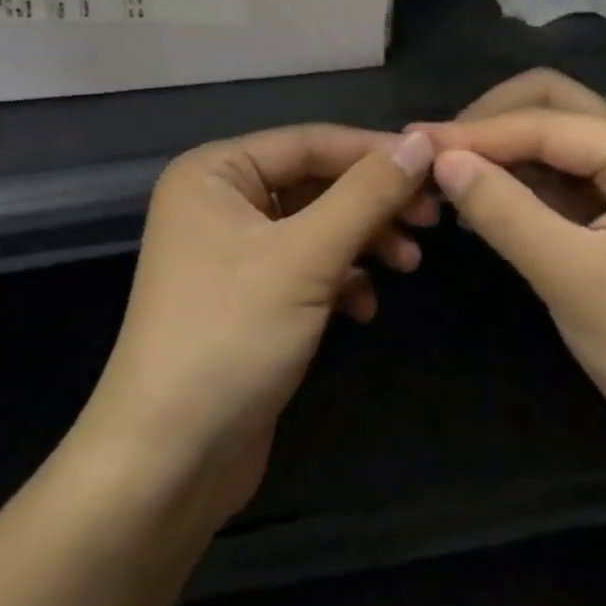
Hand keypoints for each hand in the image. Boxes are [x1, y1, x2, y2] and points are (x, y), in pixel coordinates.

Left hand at [79, 125, 434, 526]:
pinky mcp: (250, 297)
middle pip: (316, 182)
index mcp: (215, 172)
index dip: (375, 151)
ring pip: (317, 226)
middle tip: (432, 220)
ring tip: (409, 263)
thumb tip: (420, 143)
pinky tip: (364, 306)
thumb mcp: (306, 257)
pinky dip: (341, 279)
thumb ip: (367, 194)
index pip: (310, 142)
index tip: (438, 166)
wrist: (167, 463)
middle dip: (373, 202)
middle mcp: (220, 201)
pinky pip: (307, 266)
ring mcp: (233, 252)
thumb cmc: (230, 337)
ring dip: (365, 241)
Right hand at [415, 108, 605, 479]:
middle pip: (551, 108)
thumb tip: (439, 158)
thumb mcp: (573, 278)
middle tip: (431, 156)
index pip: (545, 122)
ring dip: (498, 153)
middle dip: (488, 126)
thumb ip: (504, 210)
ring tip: (442, 177)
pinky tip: (478, 201)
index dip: (475, 133)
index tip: (412, 145)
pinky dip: (516, 182)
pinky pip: (558, 176)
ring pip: (551, 140)